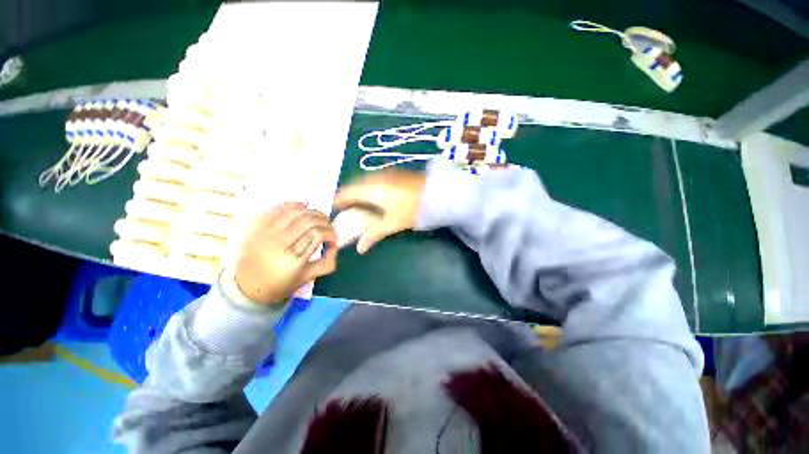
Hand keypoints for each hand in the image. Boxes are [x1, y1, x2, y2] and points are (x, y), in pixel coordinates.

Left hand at [234, 202, 337, 304]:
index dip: (330, 233)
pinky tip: (302, 207)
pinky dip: (293, 204)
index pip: (317, 235)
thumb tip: (335, 244)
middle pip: (308, 221)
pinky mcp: (256, 227)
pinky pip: (277, 208)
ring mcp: (265, 234)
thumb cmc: (280, 284)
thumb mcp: (308, 278)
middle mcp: (278, 244)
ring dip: (312, 211)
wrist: (246, 287)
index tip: (334, 238)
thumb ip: (327, 262)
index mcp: (292, 261)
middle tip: (329, 226)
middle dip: (324, 221)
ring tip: (318, 217)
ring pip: (294, 212)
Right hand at [334, 171, 425, 253]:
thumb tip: (359, 249)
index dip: (338, 201)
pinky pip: (374, 179)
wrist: (436, 194)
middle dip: (348, 197)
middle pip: (353, 185)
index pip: (346, 193)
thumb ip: (373, 234)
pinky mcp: (394, 173)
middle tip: (347, 210)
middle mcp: (374, 178)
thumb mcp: (392, 223)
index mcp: (370, 189)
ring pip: (364, 181)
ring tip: (360, 205)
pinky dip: (369, 188)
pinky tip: (375, 197)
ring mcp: (385, 173)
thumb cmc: (412, 210)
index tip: (334, 210)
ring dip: (359, 191)